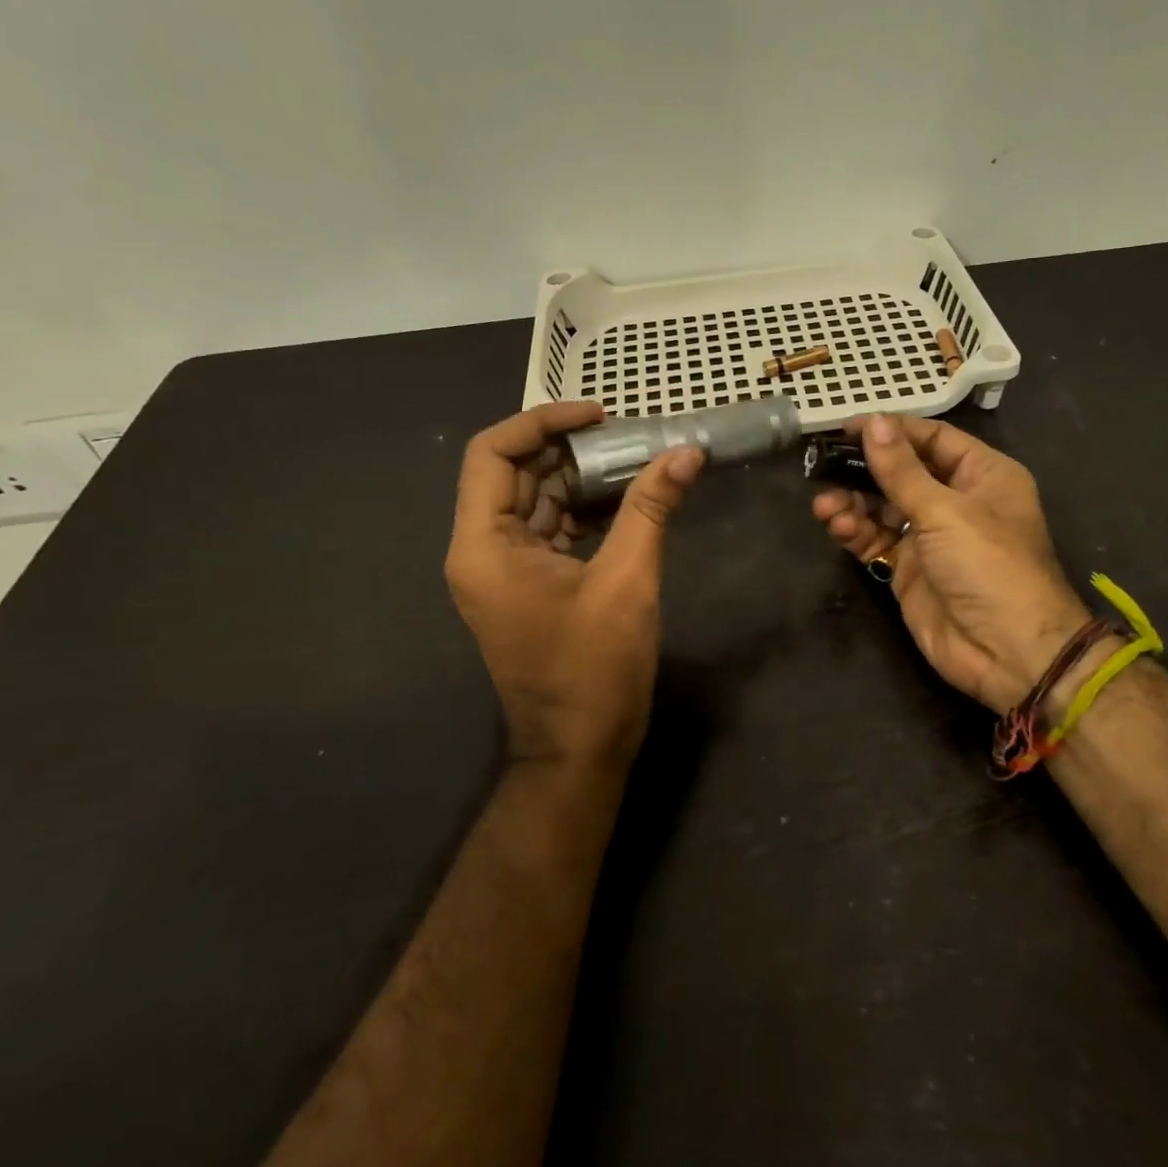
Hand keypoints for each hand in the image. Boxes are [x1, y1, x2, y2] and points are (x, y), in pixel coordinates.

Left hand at [446, 402, 704, 772]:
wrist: (579, 751)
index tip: (599, 415)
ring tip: (636, 462)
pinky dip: (584, 511)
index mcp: (483, 545)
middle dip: (569, 449)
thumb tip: (686, 453)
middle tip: (628, 436)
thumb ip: (651, 509)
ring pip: (535, 501)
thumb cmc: (595, 669)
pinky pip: (550, 531)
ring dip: (580, 479)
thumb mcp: (628, 581)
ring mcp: (502, 571)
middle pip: (514, 474)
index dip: (542, 422)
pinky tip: (628, 502)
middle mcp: (481, 551)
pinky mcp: (527, 587)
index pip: (492, 453)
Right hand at [812, 415, 1089, 712]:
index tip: (847, 427)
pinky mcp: (908, 569)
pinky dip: (856, 531)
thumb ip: (901, 470)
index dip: (891, 431)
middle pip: (902, 473)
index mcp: (982, 475)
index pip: (932, 439)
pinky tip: (838, 526)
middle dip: (863, 470)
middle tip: (823, 465)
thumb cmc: (988, 566)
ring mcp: (931, 537)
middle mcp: (956, 501)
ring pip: (882, 507)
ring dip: (853, 503)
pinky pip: (876, 540)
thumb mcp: (945, 512)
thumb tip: (872, 422)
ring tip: (825, 506)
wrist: (1007, 653)